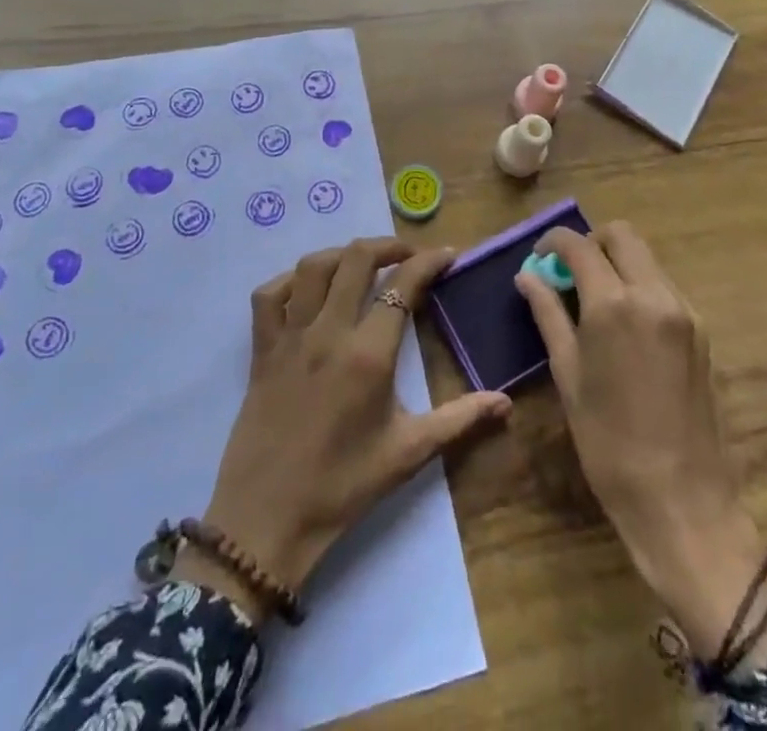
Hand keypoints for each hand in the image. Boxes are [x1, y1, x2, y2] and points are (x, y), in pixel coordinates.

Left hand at [181, 238, 510, 620]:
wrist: (266, 520)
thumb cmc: (342, 487)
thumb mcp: (408, 453)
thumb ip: (459, 419)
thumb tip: (506, 402)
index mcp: (368, 354)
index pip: (403, 285)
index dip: (429, 262)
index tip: (448, 256)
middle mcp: (328, 332)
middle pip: (356, 259)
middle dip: (388, 246)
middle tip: (409, 255)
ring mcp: (290, 336)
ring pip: (312, 267)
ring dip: (342, 254)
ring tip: (362, 263)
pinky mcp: (261, 348)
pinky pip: (269, 295)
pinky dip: (290, 280)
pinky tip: (308, 290)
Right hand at [515, 222, 766, 666]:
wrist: (683, 502)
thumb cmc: (609, 444)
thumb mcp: (568, 376)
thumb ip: (548, 315)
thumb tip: (528, 276)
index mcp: (614, 305)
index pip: (579, 245)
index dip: (553, 241)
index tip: (539, 257)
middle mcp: (654, 294)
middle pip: (621, 235)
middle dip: (590, 243)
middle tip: (569, 274)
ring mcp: (684, 311)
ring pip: (646, 258)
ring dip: (617, 263)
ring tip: (594, 301)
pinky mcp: (701, 330)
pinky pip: (664, 286)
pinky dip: (639, 285)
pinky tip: (624, 325)